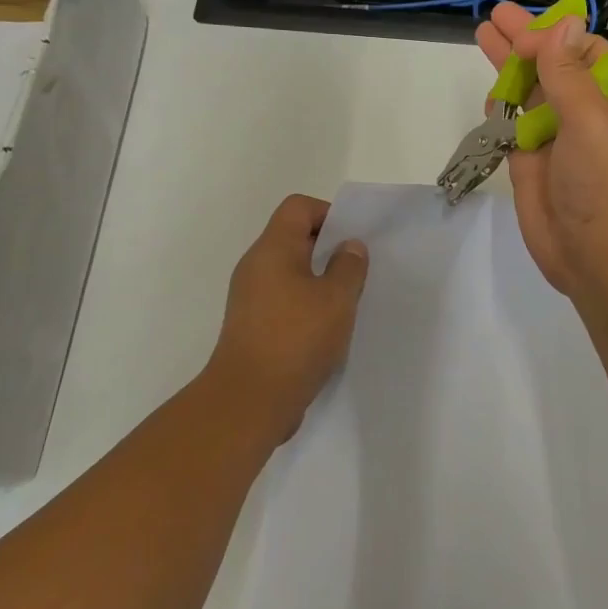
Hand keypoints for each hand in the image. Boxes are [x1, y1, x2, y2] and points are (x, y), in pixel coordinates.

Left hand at [207, 194, 368, 441]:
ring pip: (291, 273)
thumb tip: (349, 246)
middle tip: (358, 273)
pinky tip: (329, 330)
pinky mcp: (253, 326)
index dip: (329, 215)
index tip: (353, 243)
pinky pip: (285, 301)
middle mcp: (256, 267)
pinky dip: (307, 306)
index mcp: (273, 249)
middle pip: (294, 238)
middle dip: (329, 250)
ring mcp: (251, 298)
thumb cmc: (296, 339)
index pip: (298, 207)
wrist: (249, 401)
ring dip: (320, 282)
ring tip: (348, 304)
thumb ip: (349, 266)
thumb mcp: (336, 299)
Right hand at [475, 4, 607, 296]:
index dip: (554, 35)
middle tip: (494, 16)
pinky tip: (490, 94)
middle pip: (552, 65)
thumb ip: (569, 71)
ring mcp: (556, 139)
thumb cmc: (605, 181)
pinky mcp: (531, 164)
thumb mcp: (591, 117)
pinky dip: (502, 109)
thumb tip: (564, 24)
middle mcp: (585, 113)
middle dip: (524, 41)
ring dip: (508, 67)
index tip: (522, 31)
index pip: (584, 51)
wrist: (599, 254)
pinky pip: (514, 128)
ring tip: (483, 37)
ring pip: (530, 94)